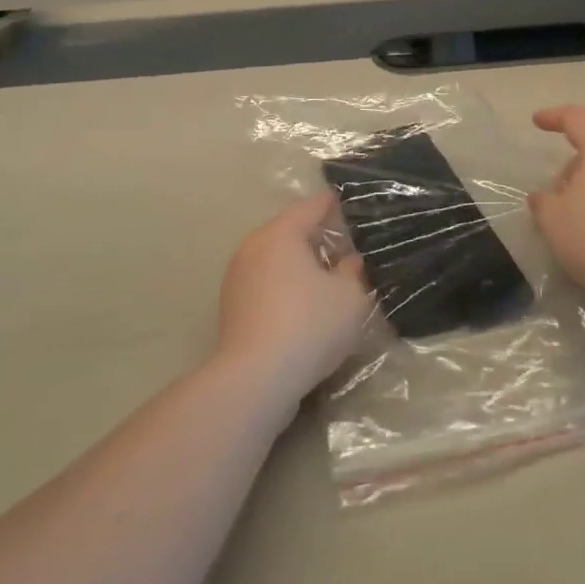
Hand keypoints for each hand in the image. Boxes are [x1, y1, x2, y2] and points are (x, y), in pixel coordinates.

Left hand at [216, 193, 371, 415]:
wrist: (255, 378)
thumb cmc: (309, 325)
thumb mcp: (350, 298)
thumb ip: (353, 272)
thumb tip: (349, 261)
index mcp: (282, 233)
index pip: (311, 206)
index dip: (332, 205)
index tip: (348, 205)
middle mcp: (254, 245)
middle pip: (288, 230)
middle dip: (314, 236)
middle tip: (342, 247)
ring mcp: (237, 275)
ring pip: (273, 257)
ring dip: (296, 263)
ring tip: (323, 278)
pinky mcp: (231, 304)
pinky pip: (263, 281)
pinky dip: (281, 285)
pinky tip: (299, 305)